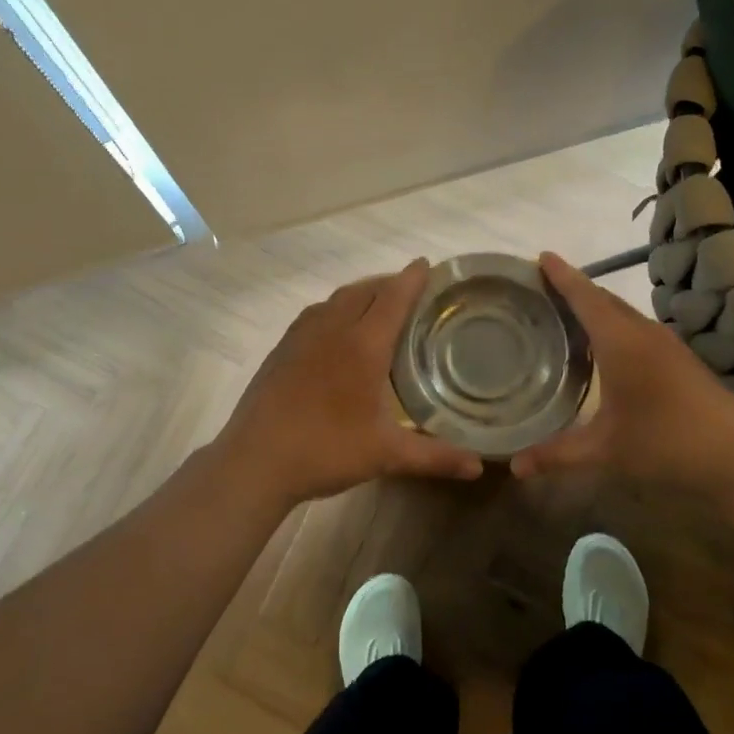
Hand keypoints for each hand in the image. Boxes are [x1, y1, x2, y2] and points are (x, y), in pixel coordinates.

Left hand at [210, 260, 484, 507]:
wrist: (255, 460)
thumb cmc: (326, 450)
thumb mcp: (385, 454)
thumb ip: (434, 456)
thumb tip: (478, 468)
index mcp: (363, 345)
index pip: (393, 298)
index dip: (411, 279)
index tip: (426, 265)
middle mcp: (332, 328)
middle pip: (365, 290)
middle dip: (388, 283)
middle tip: (409, 290)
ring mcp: (302, 336)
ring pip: (337, 299)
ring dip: (361, 293)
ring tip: (377, 304)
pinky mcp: (281, 348)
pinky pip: (315, 313)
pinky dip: (335, 308)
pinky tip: (336, 329)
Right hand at [508, 252, 733, 498]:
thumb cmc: (667, 444)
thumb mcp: (605, 451)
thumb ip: (556, 455)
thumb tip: (512, 467)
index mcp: (621, 342)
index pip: (585, 297)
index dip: (562, 276)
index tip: (540, 256)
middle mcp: (644, 333)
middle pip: (603, 299)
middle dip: (574, 288)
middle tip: (541, 287)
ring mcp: (667, 344)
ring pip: (623, 313)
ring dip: (596, 307)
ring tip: (566, 313)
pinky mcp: (681, 359)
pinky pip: (637, 328)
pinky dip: (614, 325)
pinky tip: (605, 347)